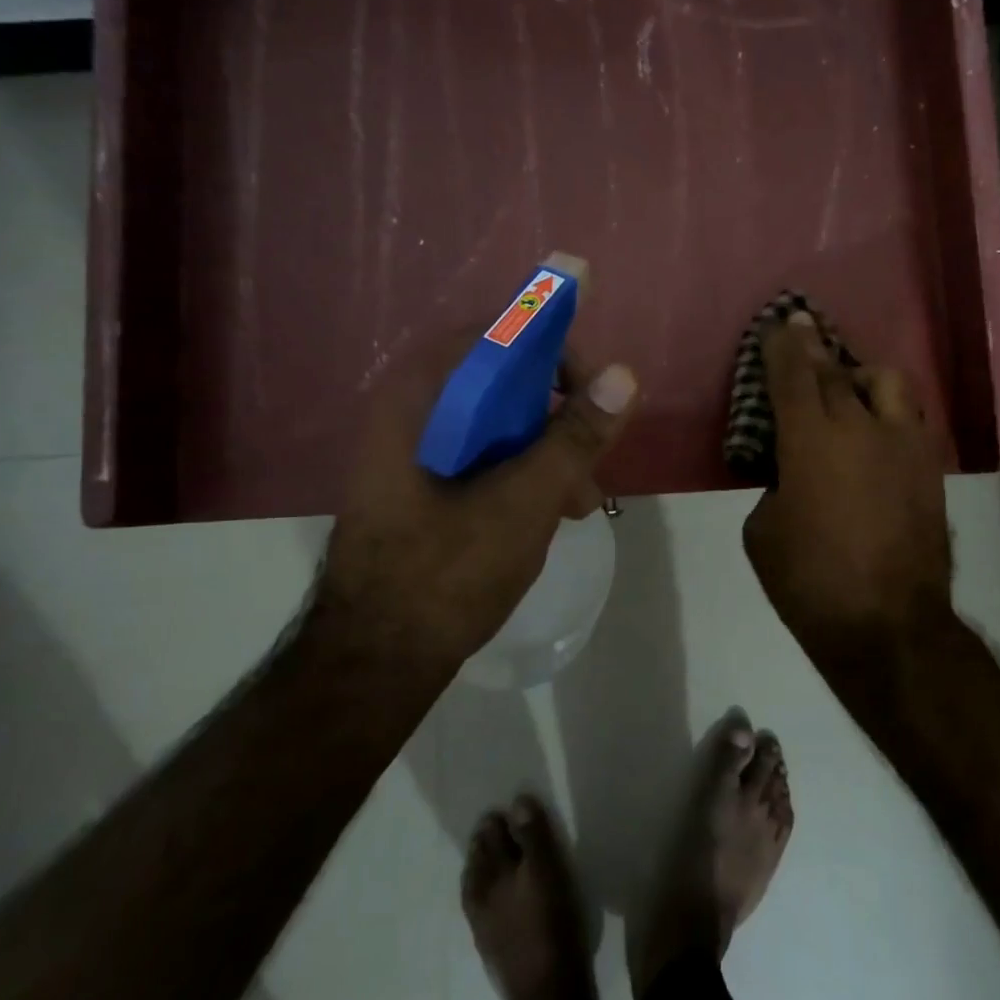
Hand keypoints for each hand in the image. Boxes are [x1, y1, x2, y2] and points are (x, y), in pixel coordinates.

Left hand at [320, 332, 636, 669]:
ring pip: (495, 424)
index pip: (498, 337)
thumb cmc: (447, 572)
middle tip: (594, 455)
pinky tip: (550, 515)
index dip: (555, 354)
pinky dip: (520, 473)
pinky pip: (480, 456)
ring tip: (582, 501)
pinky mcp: (418, 484)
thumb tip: (624, 375)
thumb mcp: (526, 500)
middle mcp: (409, 411)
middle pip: (501, 381)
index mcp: (420, 397)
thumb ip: (575, 436)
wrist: (375, 662)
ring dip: (545, 451)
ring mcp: (410, 450)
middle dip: (557, 416)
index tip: (596, 394)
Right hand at [742, 313, 952, 663]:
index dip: (783, 346)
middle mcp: (861, 428)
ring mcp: (903, 445)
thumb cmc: (810, 582)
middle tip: (803, 334)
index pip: (793, 376)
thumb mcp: (764, 532)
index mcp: (810, 441)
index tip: (779, 323)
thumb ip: (775, 487)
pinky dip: (889, 410)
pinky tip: (878, 428)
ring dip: (861, 375)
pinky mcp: (930, 468)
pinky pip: (911, 417)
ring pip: (888, 382)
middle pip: (836, 372)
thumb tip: (793, 477)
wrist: (888, 625)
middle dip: (815, 349)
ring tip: (850, 389)